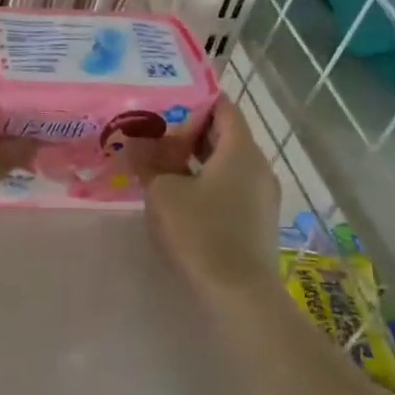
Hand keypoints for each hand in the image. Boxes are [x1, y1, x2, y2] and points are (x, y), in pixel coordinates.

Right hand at [144, 97, 280, 291]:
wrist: (238, 296)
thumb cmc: (200, 232)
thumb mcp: (163, 192)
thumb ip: (147, 161)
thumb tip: (134, 141)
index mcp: (241, 150)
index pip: (223, 107)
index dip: (194, 99)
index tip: (163, 98)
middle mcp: (258, 167)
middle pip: (223, 135)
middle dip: (187, 131)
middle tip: (151, 129)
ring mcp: (260, 196)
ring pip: (225, 163)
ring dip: (193, 159)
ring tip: (156, 160)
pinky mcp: (255, 221)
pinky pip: (228, 187)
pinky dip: (203, 182)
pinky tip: (176, 193)